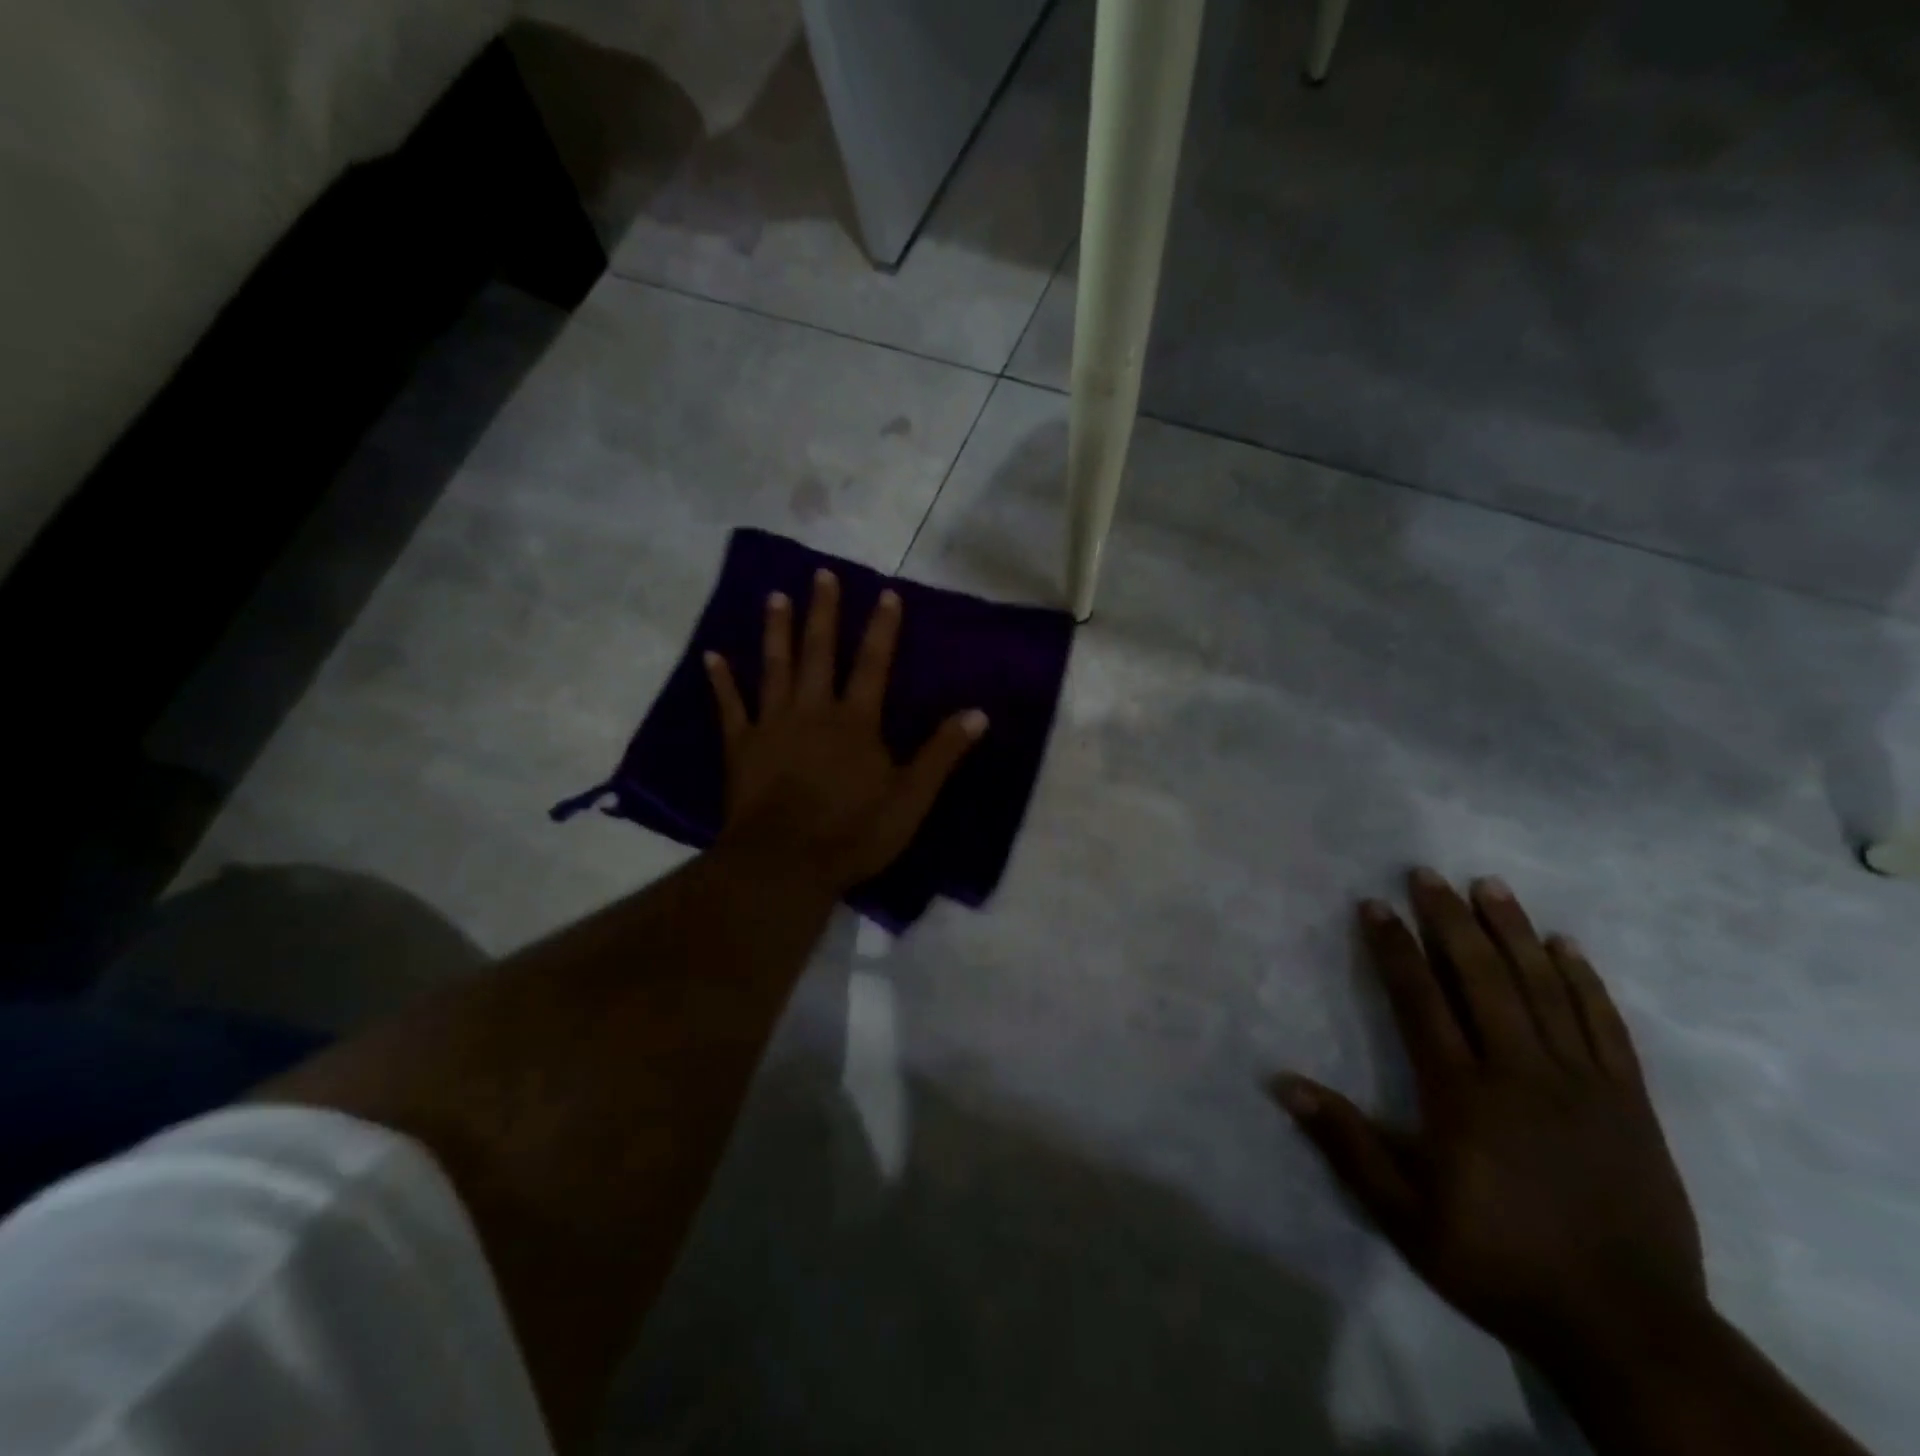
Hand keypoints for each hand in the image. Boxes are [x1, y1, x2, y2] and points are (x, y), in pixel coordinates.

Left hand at [704, 569, 987, 894]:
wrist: (784, 864)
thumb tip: (978, 713)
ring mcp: (772, 725)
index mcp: (855, 722)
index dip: (881, 628)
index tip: (885, 593)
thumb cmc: (853, 833)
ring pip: (774, 668)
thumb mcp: (911, 799)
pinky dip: (721, 681)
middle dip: (822, 612)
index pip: (873, 664)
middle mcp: (813, 710)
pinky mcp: (740, 747)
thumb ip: (942, 753)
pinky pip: (730, 707)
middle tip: (820, 574)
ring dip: (776, 631)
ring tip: (774, 596)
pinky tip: (712, 656)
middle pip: (819, 652)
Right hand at [1273, 869, 1705, 1371]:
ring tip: (1491, 886)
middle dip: (1450, 920)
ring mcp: (1582, 1084)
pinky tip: (1567, 947)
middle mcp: (1520, 1072)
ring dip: (1514, 932)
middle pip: (1482, 978)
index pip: (1420, 1000)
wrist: (1630, 1329)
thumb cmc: (1501, 1264)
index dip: (1394, 948)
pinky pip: (1605, 1026)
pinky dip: (1585, 981)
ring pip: (1544, 989)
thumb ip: (1346, 1143)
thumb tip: (1282, 1082)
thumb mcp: (1406, 1215)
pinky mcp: (1629, 1103)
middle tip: (1428, 874)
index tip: (1375, 905)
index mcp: (1462, 1094)